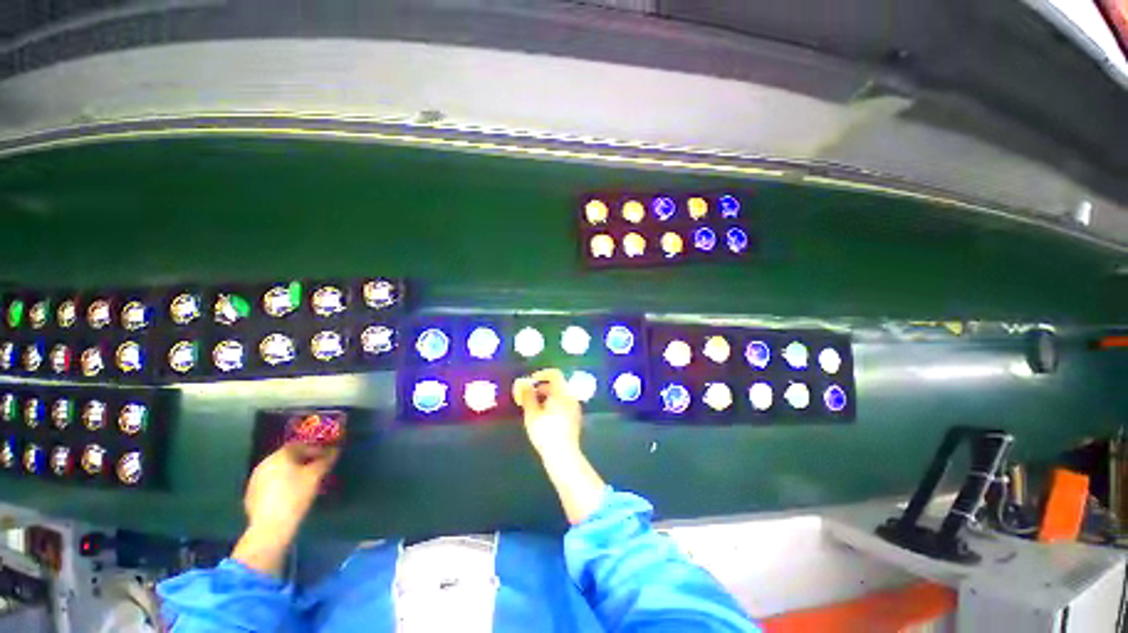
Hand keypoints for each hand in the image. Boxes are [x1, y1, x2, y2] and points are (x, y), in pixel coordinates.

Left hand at [232, 443, 337, 574]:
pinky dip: (282, 484)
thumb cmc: (295, 496)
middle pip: (288, 457)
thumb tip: (335, 451)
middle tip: (318, 467)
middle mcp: (264, 464)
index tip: (327, 455)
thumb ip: (326, 460)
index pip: (300, 445)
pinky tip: (291, 494)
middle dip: (304, 460)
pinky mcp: (251, 495)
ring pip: (278, 470)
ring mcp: (255, 480)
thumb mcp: (316, 476)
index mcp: (279, 456)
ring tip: (306, 481)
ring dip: (293, 472)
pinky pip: (270, 483)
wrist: (270, 527)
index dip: (316, 448)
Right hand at [512, 368, 582, 460]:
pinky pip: (564, 404)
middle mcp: (571, 396)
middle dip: (542, 387)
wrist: (563, 455)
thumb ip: (527, 396)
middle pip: (558, 385)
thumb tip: (523, 384)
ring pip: (561, 395)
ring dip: (548, 396)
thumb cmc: (545, 432)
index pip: (554, 374)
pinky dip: (554, 404)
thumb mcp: (531, 413)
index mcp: (562, 392)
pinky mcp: (576, 418)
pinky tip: (545, 417)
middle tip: (529, 396)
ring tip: (535, 407)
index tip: (530, 381)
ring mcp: (575, 407)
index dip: (541, 374)